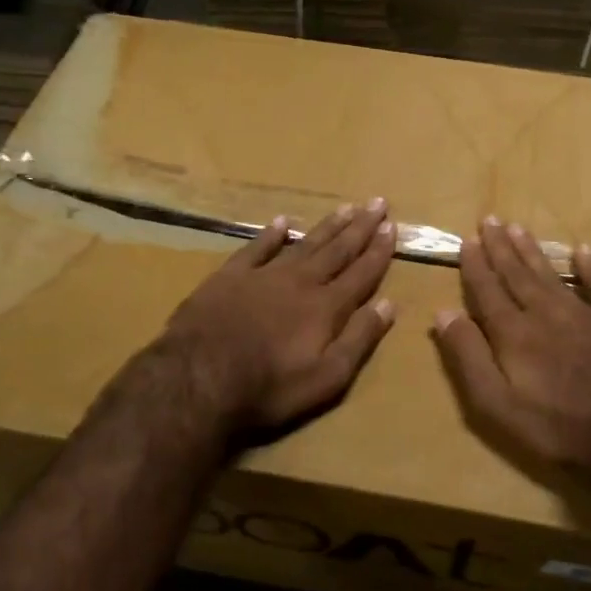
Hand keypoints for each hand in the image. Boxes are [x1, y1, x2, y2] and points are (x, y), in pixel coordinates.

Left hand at [160, 199, 397, 440]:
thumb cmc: (269, 387)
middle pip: (337, 250)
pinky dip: (271, 233)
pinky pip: (256, 247)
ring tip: (345, 207)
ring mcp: (264, 275)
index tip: (392, 227)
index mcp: (327, 307)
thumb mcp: (327, 377)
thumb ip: (359, 339)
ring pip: (304, 243)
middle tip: (377, 202)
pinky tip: (282, 221)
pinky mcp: (230, 276)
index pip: (361, 273)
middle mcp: (301, 282)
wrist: (199, 377)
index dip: (378, 251)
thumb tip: (388, 304)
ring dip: (327, 226)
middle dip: (360, 227)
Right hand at [433, 218, 590, 478]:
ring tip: (518, 228)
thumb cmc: (559, 425)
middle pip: (518, 274)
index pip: (488, 290)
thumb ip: (469, 357)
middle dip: (501, 247)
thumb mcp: (498, 403)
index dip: (475, 266)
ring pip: (552, 274)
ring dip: (533, 251)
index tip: (467, 240)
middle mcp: (546, 312)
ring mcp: (586, 314)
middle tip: (490, 220)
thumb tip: (443, 313)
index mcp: (514, 332)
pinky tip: (583, 251)